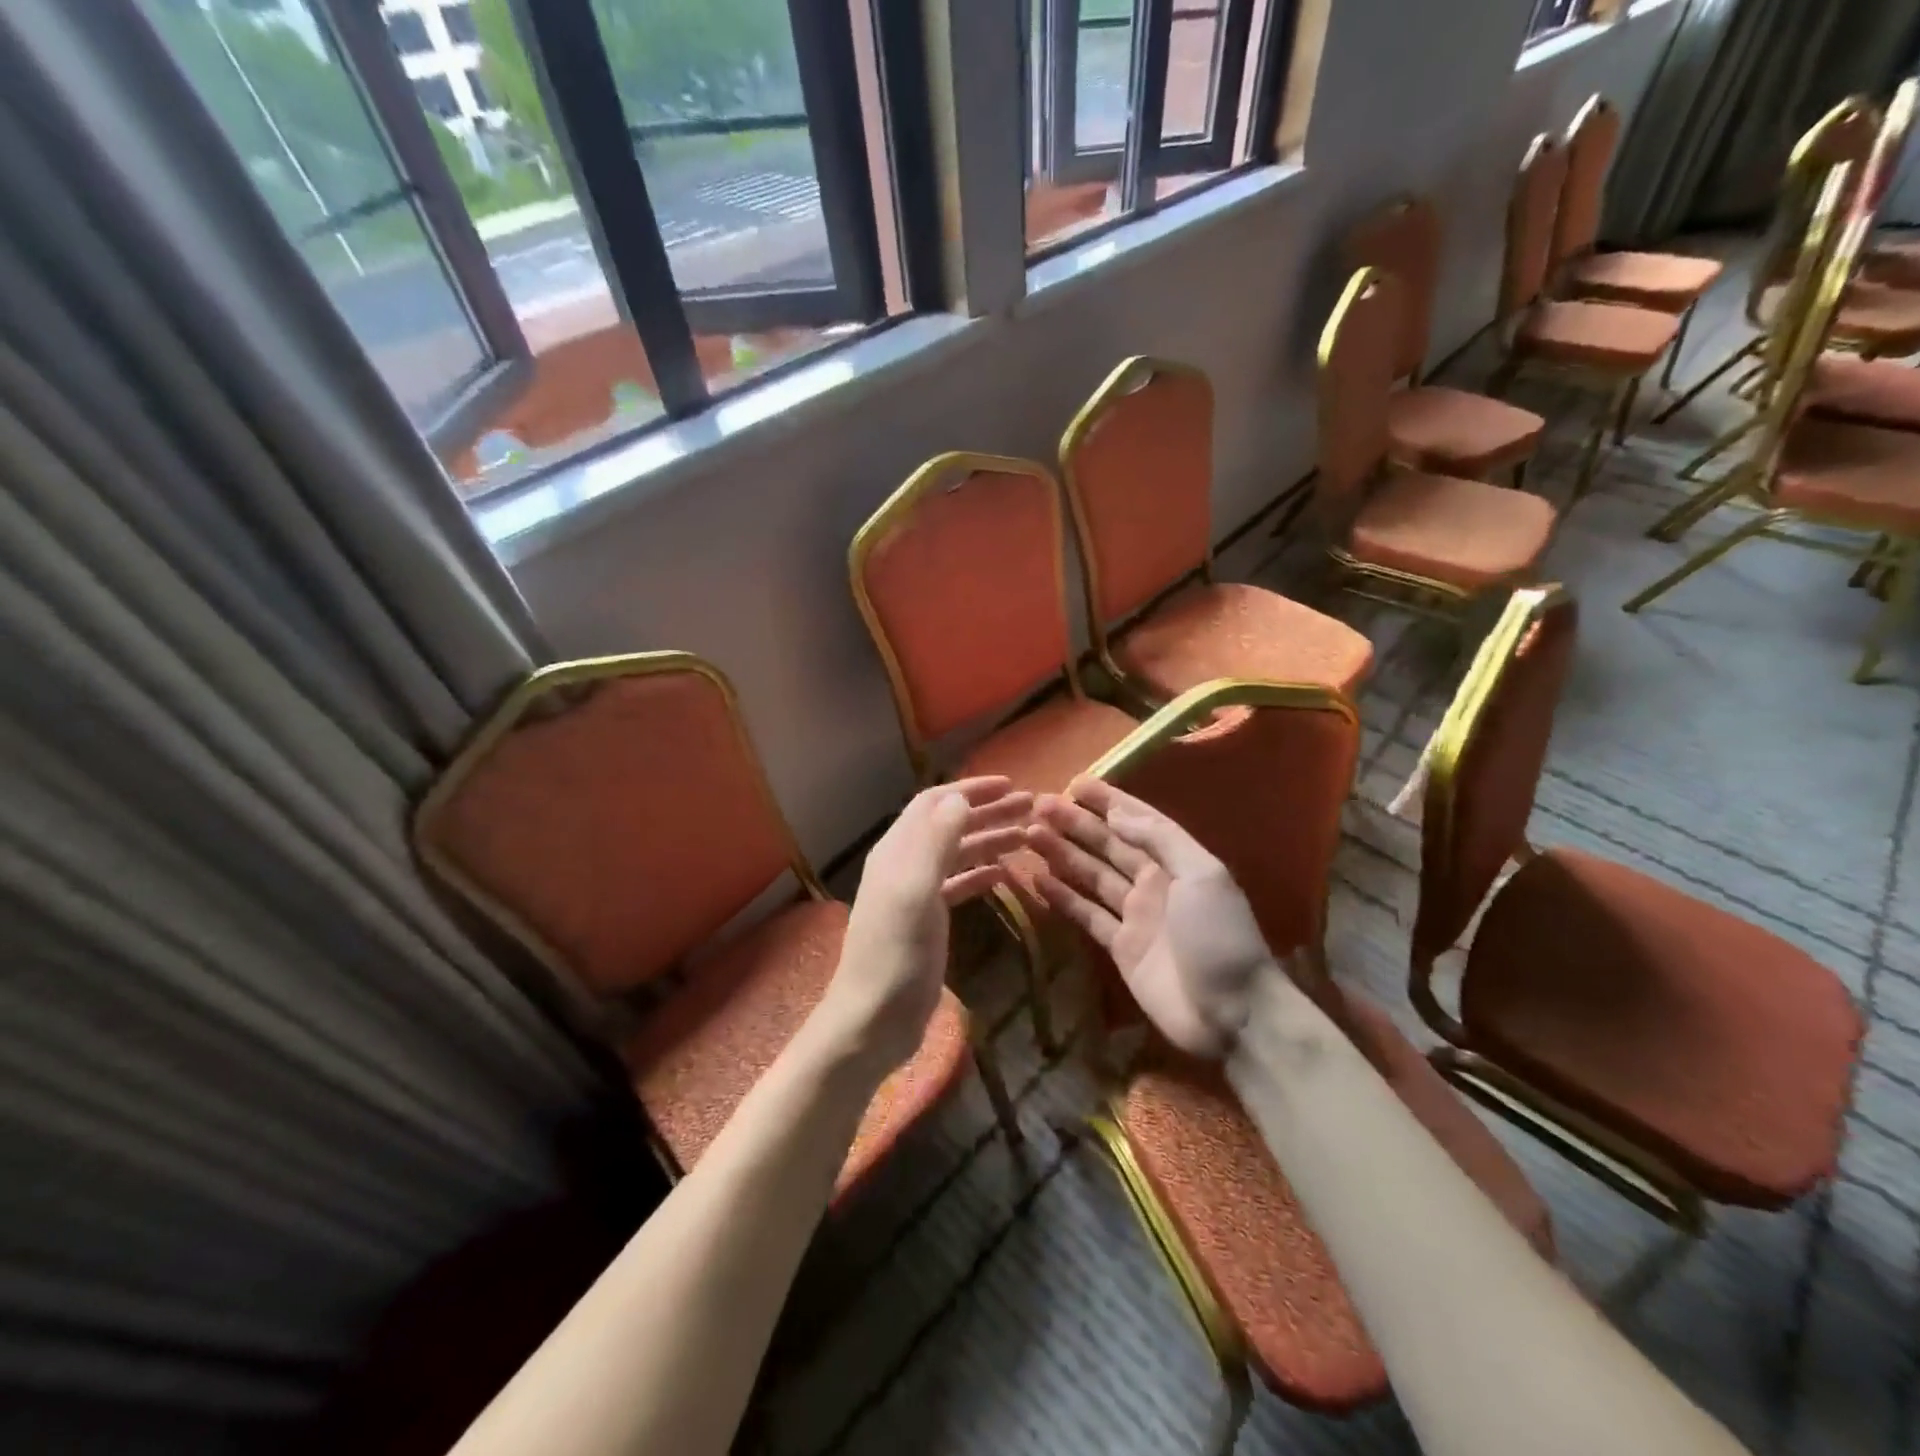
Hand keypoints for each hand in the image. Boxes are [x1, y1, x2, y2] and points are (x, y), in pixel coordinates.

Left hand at [814, 777, 1032, 1075]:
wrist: (874, 1019)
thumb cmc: (895, 954)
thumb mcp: (915, 892)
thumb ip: (936, 842)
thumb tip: (959, 796)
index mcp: (897, 851)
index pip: (934, 803)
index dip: (970, 789)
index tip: (1010, 784)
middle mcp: (905, 864)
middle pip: (949, 825)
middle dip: (988, 811)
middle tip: (1031, 808)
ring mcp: (916, 893)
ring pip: (957, 854)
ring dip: (989, 840)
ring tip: (1028, 835)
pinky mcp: (927, 920)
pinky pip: (958, 885)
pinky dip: (981, 874)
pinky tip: (1006, 873)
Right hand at [1026, 778, 1270, 1058]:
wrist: (1232, 1014)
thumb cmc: (1219, 937)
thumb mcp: (1201, 876)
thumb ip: (1159, 840)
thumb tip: (1116, 814)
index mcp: (1176, 861)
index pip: (1137, 821)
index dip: (1107, 801)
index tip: (1074, 783)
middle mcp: (1154, 882)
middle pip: (1108, 845)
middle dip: (1076, 824)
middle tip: (1039, 806)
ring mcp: (1135, 915)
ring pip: (1091, 875)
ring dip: (1063, 854)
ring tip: (1030, 835)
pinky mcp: (1121, 947)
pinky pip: (1087, 914)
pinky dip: (1063, 897)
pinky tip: (1038, 879)